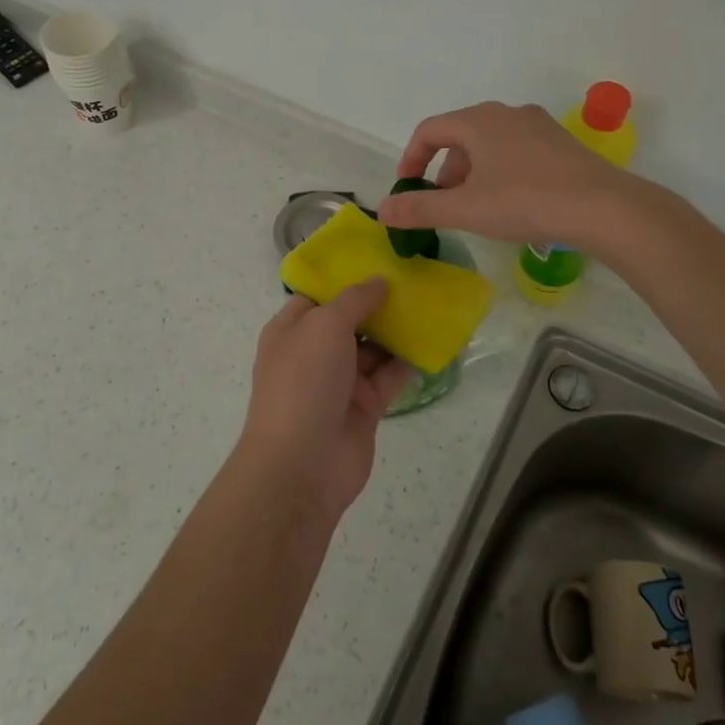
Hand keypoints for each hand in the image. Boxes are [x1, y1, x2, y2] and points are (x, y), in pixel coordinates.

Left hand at [239, 280, 413, 524]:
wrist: (302, 465)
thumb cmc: (304, 382)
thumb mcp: (324, 325)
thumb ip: (354, 300)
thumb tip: (379, 281)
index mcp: (292, 329)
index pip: (319, 295)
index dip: (346, 278)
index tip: (381, 259)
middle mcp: (313, 352)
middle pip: (350, 320)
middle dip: (379, 302)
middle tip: (416, 277)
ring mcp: (339, 381)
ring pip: (373, 348)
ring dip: (397, 330)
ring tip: (431, 303)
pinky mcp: (363, 407)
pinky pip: (389, 377)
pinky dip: (408, 362)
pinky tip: (433, 342)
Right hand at [375, 101, 638, 248]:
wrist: (603, 207)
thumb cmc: (525, 202)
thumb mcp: (465, 209)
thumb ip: (420, 208)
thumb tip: (383, 210)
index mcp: (478, 121)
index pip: (429, 130)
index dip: (411, 159)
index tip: (407, 188)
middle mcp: (506, 113)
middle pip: (460, 136)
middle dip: (444, 170)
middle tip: (443, 203)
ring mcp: (538, 125)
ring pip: (489, 143)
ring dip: (472, 171)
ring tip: (476, 206)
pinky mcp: (560, 143)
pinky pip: (516, 150)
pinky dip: (499, 171)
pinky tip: (511, 201)